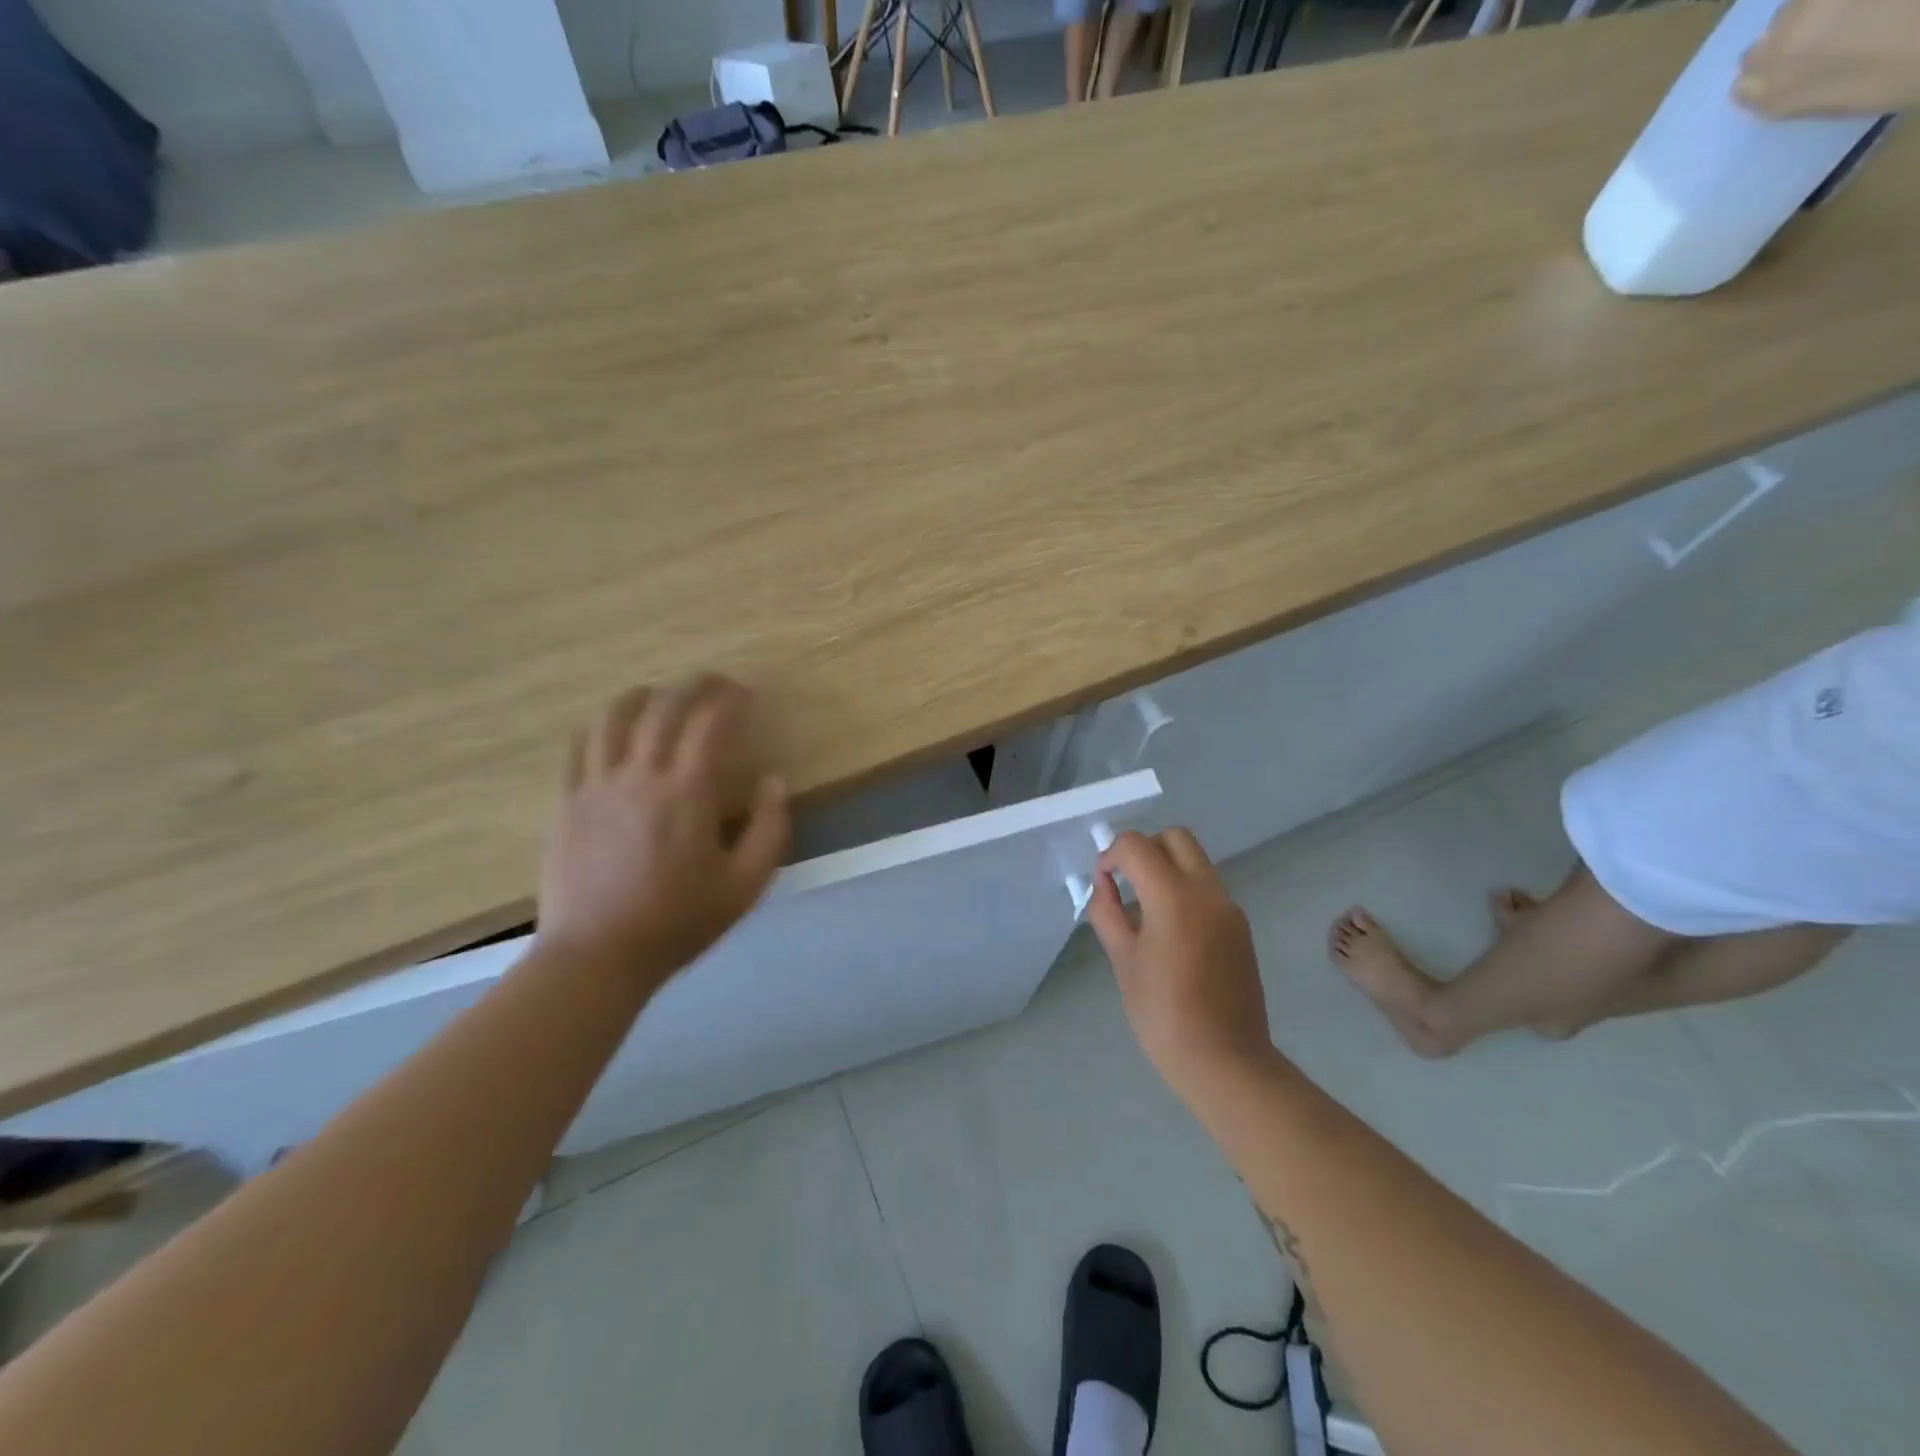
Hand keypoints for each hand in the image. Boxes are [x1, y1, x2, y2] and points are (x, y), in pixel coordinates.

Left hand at [538, 677, 788, 987]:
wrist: (597, 956)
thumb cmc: (678, 921)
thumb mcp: (745, 885)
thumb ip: (770, 828)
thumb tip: (774, 780)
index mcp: (687, 794)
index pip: (711, 724)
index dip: (732, 700)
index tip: (747, 694)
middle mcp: (641, 776)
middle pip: (665, 708)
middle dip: (694, 686)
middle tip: (713, 683)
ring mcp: (597, 786)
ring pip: (615, 717)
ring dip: (643, 695)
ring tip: (660, 693)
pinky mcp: (568, 801)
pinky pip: (580, 746)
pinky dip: (601, 724)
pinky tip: (612, 726)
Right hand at [1086, 829, 1275, 1097]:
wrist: (1225, 1060)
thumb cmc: (1163, 1014)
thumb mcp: (1123, 961)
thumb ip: (1108, 913)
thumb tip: (1103, 885)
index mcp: (1174, 898)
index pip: (1137, 846)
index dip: (1112, 855)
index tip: (1103, 883)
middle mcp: (1207, 892)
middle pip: (1175, 838)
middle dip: (1144, 848)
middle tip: (1126, 881)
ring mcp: (1229, 908)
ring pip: (1195, 860)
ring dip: (1166, 867)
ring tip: (1145, 909)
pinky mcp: (1240, 926)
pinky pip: (1208, 888)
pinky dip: (1184, 889)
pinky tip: (1170, 930)